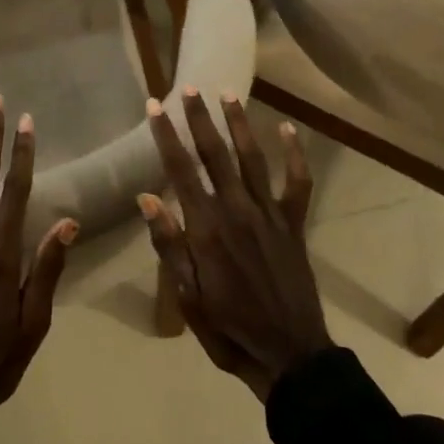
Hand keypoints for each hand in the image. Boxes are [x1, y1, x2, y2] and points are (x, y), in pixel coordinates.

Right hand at [139, 89, 330, 400]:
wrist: (289, 355)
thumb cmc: (229, 329)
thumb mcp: (187, 296)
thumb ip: (168, 244)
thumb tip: (146, 197)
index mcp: (206, 228)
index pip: (180, 171)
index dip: (166, 136)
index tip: (154, 106)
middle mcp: (237, 210)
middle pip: (215, 155)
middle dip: (200, 119)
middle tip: (189, 88)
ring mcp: (269, 214)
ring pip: (252, 158)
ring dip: (239, 124)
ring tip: (228, 94)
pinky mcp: (293, 224)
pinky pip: (297, 183)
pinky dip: (295, 155)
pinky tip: (289, 130)